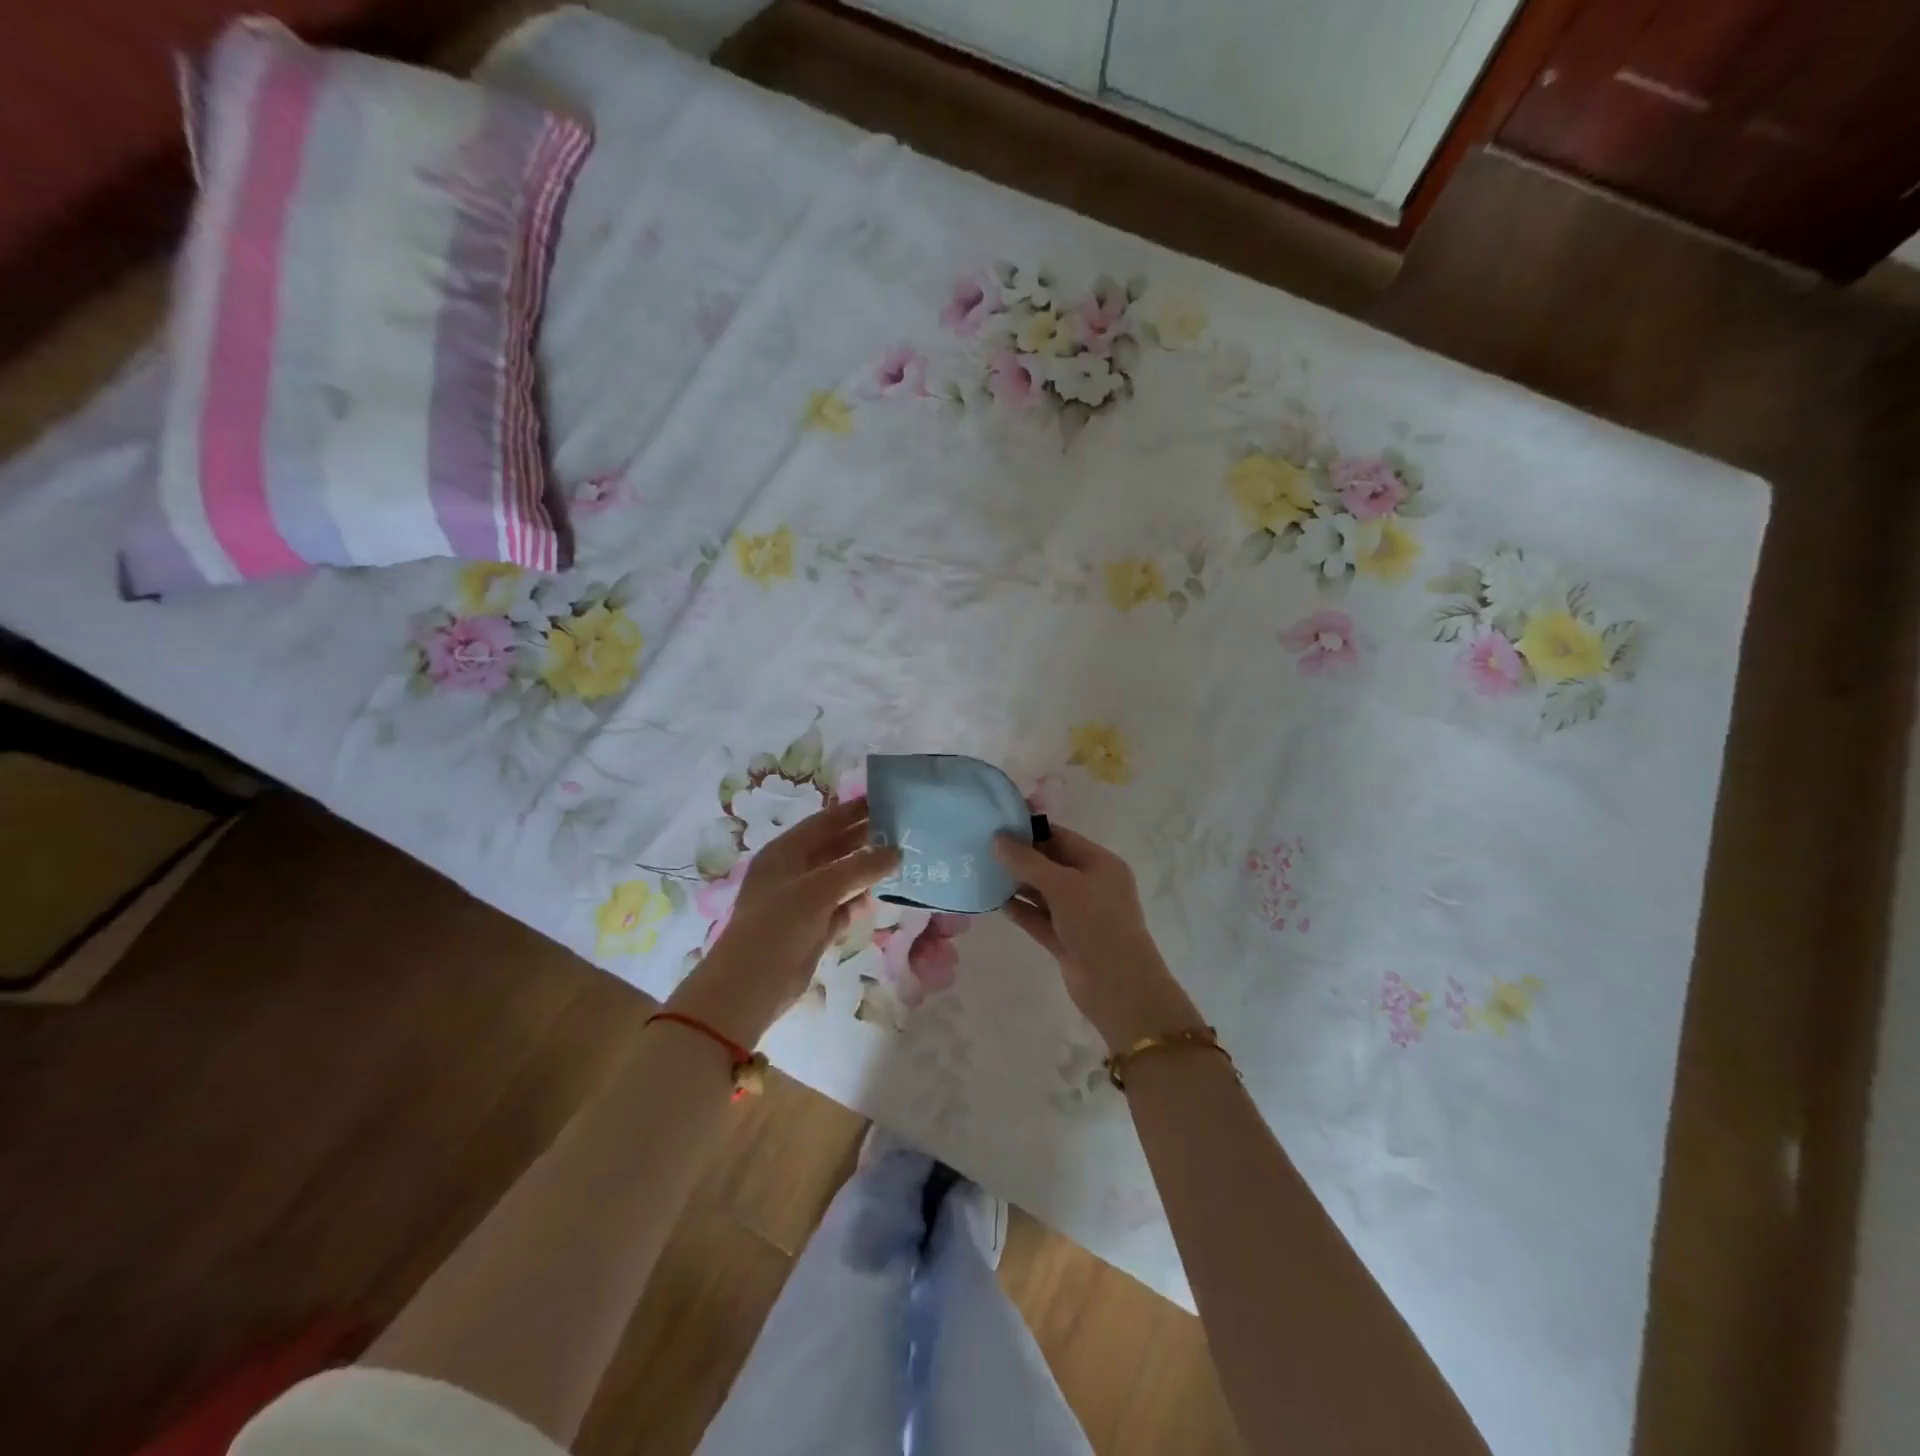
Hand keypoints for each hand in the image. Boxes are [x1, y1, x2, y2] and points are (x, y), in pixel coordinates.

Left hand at [670, 799, 898, 1046]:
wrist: (750, 986)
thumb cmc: (778, 925)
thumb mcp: (820, 889)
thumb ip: (860, 867)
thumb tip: (896, 852)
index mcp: (784, 853)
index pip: (823, 822)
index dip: (852, 811)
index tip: (885, 800)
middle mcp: (792, 873)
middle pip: (833, 848)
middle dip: (864, 840)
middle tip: (901, 831)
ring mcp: (801, 902)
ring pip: (840, 879)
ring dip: (865, 872)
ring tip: (900, 861)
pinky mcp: (812, 930)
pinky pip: (840, 908)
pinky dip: (857, 903)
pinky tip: (878, 898)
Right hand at [993, 825, 1203, 1051]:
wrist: (1118, 986)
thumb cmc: (1097, 923)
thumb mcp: (1063, 885)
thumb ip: (1028, 861)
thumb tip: (997, 840)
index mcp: (1101, 864)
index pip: (1062, 837)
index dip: (1031, 830)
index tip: (997, 823)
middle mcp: (1091, 885)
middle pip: (1050, 863)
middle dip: (1020, 856)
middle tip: (982, 846)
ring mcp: (1078, 914)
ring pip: (1042, 892)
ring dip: (1016, 883)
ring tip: (982, 871)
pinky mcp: (1065, 939)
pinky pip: (1038, 918)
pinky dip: (1019, 909)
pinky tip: (994, 901)